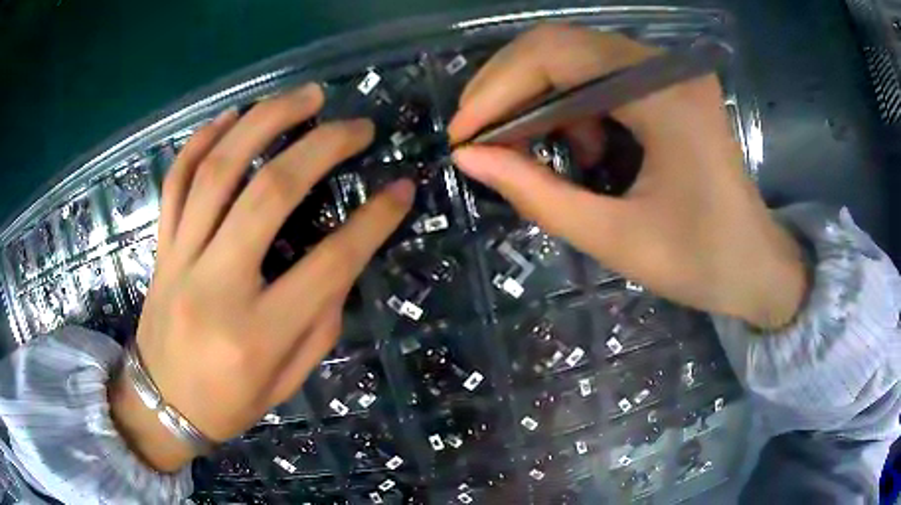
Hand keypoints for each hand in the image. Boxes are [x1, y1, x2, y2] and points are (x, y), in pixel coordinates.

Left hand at [109, 84, 414, 471]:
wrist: (161, 405)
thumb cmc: (230, 402)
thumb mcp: (289, 379)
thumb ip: (320, 318)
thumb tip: (345, 257)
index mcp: (257, 334)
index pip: (329, 264)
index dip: (374, 221)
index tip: (402, 188)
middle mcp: (215, 286)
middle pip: (269, 194)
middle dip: (321, 147)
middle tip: (356, 125)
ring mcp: (180, 258)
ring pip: (218, 170)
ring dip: (264, 121)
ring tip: (305, 97)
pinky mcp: (160, 246)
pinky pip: (176, 180)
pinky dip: (203, 139)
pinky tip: (233, 115)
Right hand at [448, 25, 804, 327]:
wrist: (757, 266)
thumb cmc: (702, 262)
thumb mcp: (616, 239)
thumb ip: (538, 194)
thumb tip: (468, 158)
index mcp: (666, 97)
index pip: (557, 56)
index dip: (497, 89)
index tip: (462, 136)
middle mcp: (667, 67)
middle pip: (560, 45)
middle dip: (507, 88)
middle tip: (477, 138)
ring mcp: (670, 72)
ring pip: (575, 57)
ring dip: (537, 98)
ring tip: (529, 150)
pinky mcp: (668, 85)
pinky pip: (599, 75)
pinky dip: (570, 105)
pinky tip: (581, 147)